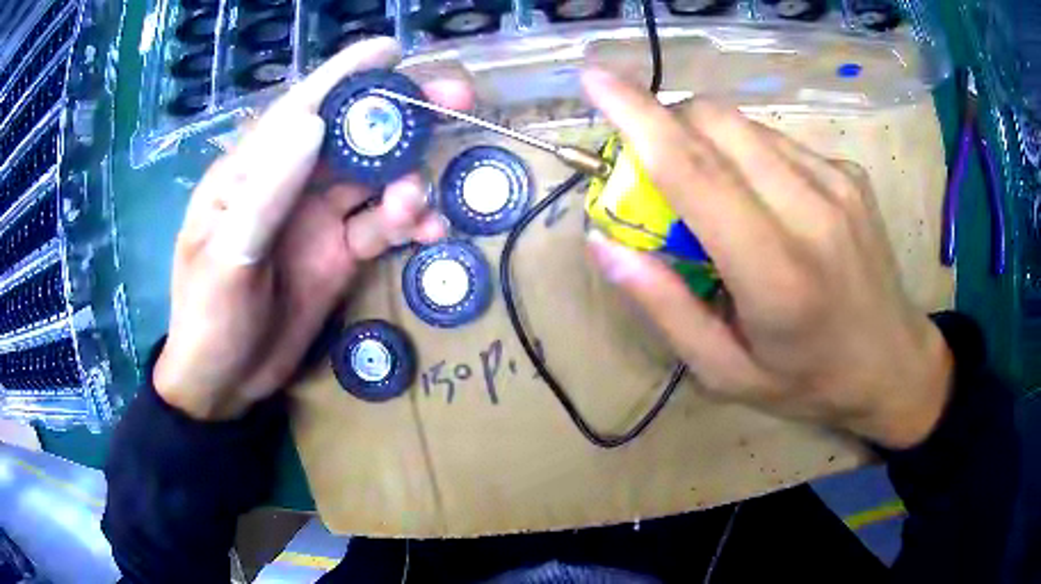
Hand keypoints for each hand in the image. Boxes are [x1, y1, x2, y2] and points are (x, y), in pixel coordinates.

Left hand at [154, 38, 472, 419]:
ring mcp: (319, 218)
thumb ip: (265, 193)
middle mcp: (291, 183)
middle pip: (352, 134)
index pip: (301, 108)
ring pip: (377, 179)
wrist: (225, 382)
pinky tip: (429, 235)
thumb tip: (315, 124)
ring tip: (418, 209)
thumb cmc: (208, 319)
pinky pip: (383, 226)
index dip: (346, 75)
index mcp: (252, 172)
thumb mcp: (226, 259)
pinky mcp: (341, 253)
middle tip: (456, 101)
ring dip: (409, 182)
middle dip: (402, 116)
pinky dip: (411, 224)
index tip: (392, 51)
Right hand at [581, 69, 952, 449]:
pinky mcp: (849, 173)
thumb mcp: (726, 373)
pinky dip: (748, 154)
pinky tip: (765, 201)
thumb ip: (666, 307)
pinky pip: (778, 140)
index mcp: (775, 273)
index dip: (636, 115)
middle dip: (668, 124)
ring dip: (708, 141)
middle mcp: (811, 211)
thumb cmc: (809, 383)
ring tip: (718, 196)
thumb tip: (604, 244)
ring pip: (745, 125)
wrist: (892, 365)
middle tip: (659, 171)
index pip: (694, 170)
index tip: (593, 79)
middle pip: (716, 122)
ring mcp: (837, 183)